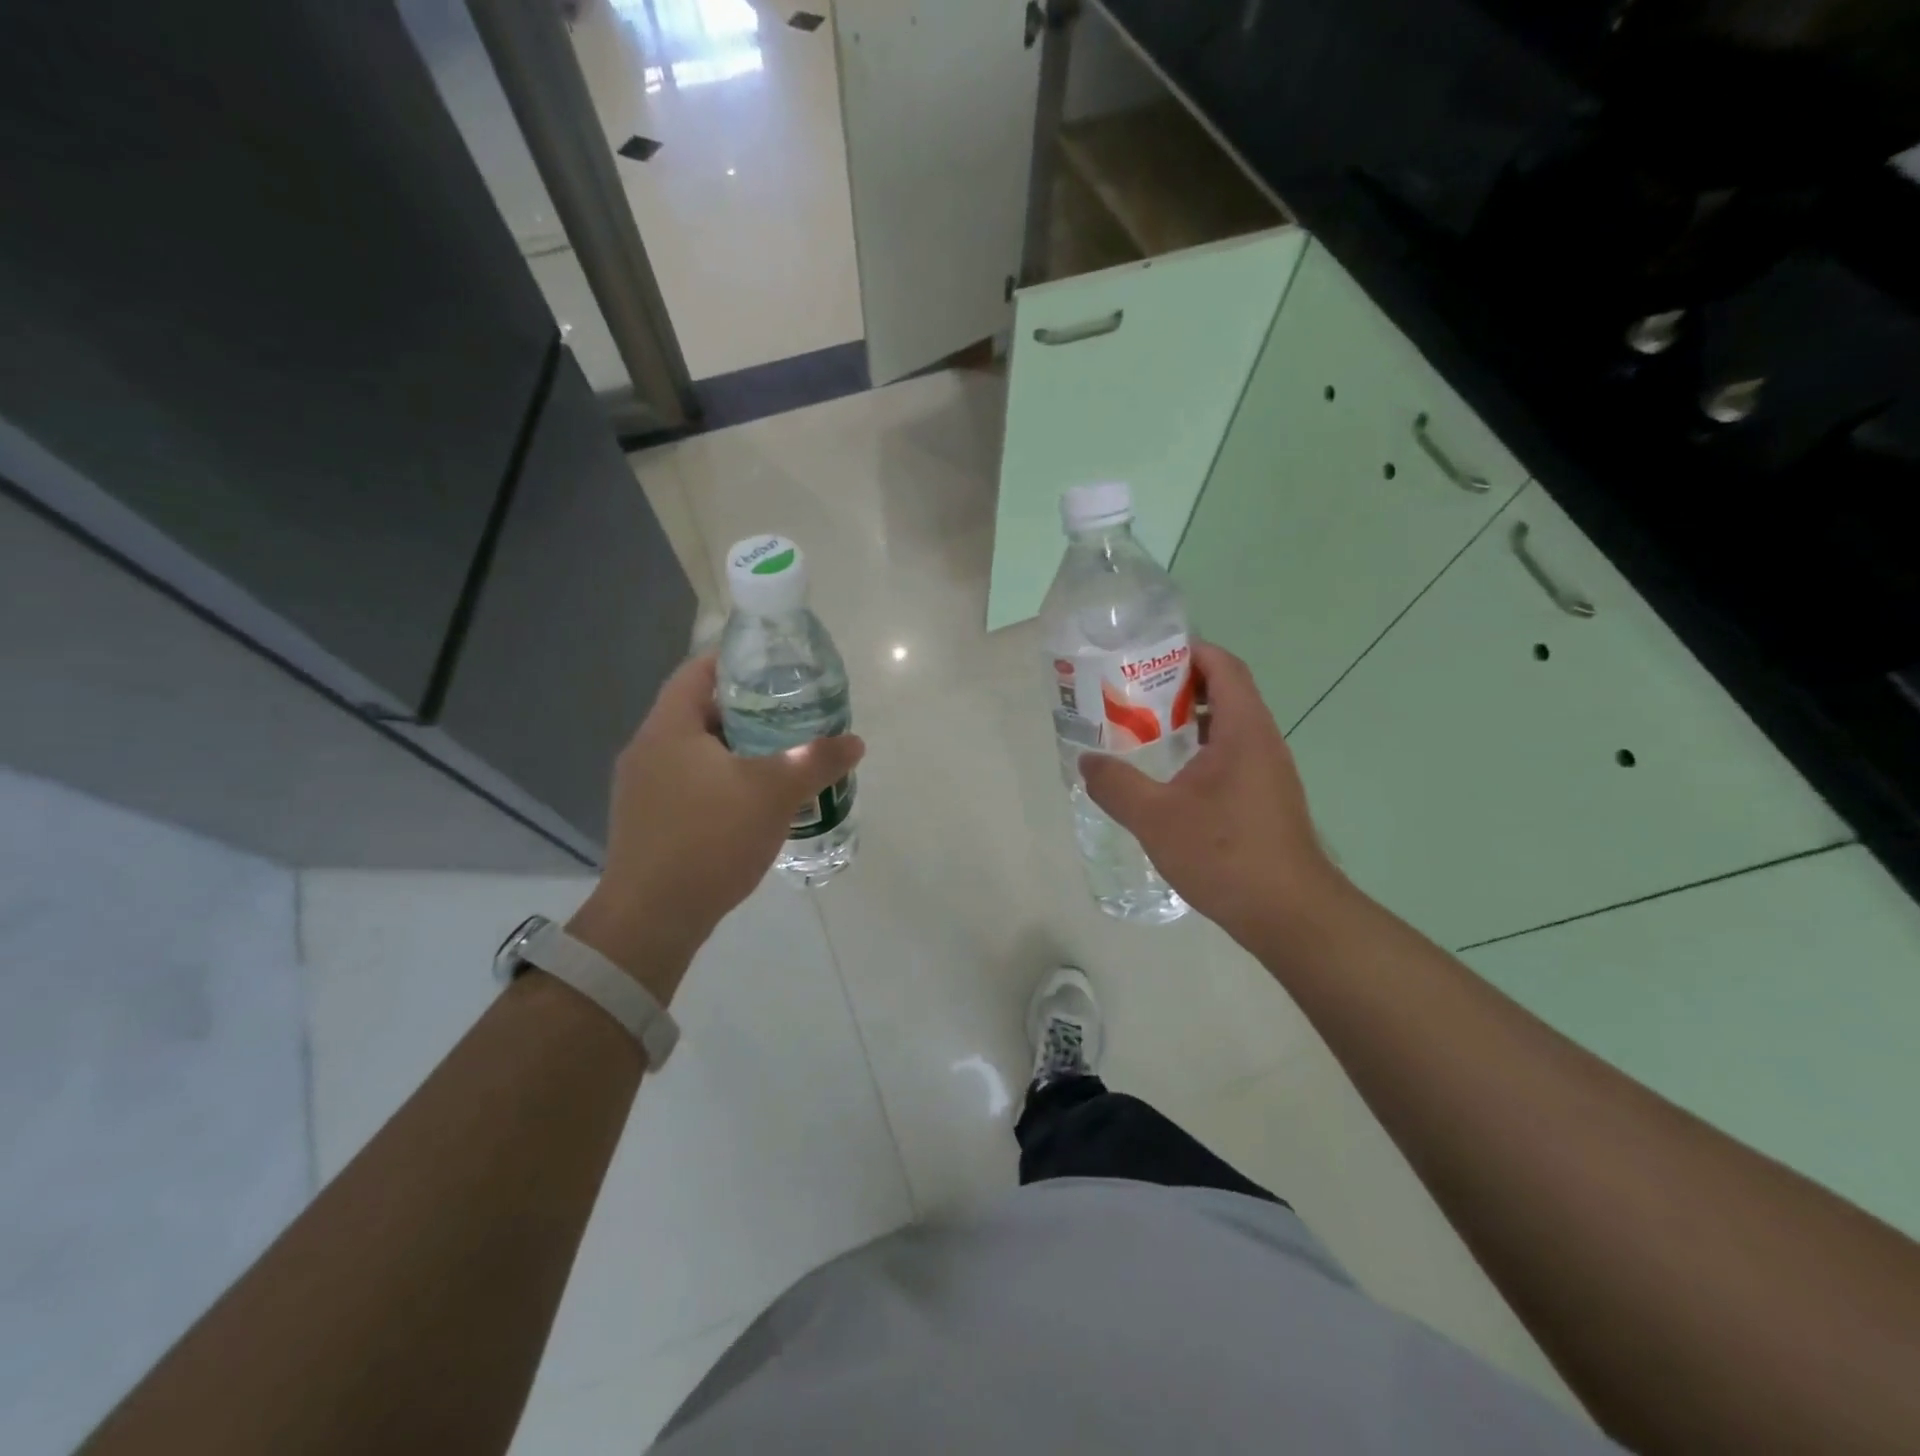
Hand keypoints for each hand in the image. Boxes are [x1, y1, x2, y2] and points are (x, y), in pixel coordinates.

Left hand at [568, 655, 863, 1000]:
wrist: (651, 919)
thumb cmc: (709, 839)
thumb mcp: (774, 792)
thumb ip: (817, 760)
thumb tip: (855, 741)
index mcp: (668, 728)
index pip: (698, 670)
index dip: (736, 660)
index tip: (776, 667)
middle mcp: (647, 750)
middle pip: (699, 711)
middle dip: (746, 710)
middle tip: (791, 714)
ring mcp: (642, 789)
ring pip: (696, 752)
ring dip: (736, 749)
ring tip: (781, 756)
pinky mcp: (649, 822)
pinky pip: (690, 784)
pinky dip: (723, 781)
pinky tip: (754, 802)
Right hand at [1079, 642, 1344, 946]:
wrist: (1289, 914)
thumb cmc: (1225, 854)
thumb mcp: (1156, 817)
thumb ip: (1116, 785)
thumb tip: (1087, 761)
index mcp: (1243, 730)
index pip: (1223, 667)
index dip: (1189, 651)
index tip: (1147, 655)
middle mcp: (1262, 742)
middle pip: (1223, 693)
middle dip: (1177, 687)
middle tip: (1131, 694)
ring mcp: (1267, 773)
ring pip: (1225, 729)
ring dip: (1186, 723)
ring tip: (1141, 731)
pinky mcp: (1264, 800)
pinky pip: (1229, 758)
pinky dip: (1197, 754)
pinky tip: (1167, 780)